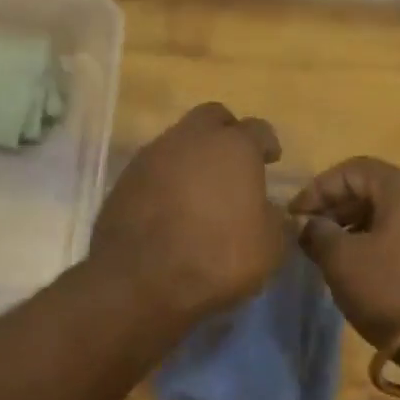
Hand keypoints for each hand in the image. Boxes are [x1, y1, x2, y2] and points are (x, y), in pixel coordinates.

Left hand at [91, 102, 288, 323]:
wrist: (138, 280)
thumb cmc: (216, 259)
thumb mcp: (268, 249)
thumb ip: (274, 221)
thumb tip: (269, 210)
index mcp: (234, 147)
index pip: (258, 129)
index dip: (267, 144)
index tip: (271, 160)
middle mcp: (191, 139)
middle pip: (213, 118)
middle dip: (226, 134)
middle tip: (234, 164)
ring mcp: (153, 155)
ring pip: (179, 140)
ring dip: (193, 157)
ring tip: (201, 190)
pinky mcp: (125, 178)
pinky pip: (155, 167)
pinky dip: (167, 179)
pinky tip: (172, 206)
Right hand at [291, 157, 399, 346]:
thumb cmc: (393, 292)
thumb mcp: (342, 262)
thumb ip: (318, 233)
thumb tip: (309, 225)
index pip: (352, 170)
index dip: (318, 189)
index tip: (295, 217)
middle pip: (377, 188)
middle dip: (339, 208)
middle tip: (312, 234)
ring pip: (397, 212)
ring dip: (362, 226)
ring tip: (336, 253)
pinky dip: (387, 240)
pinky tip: (369, 266)